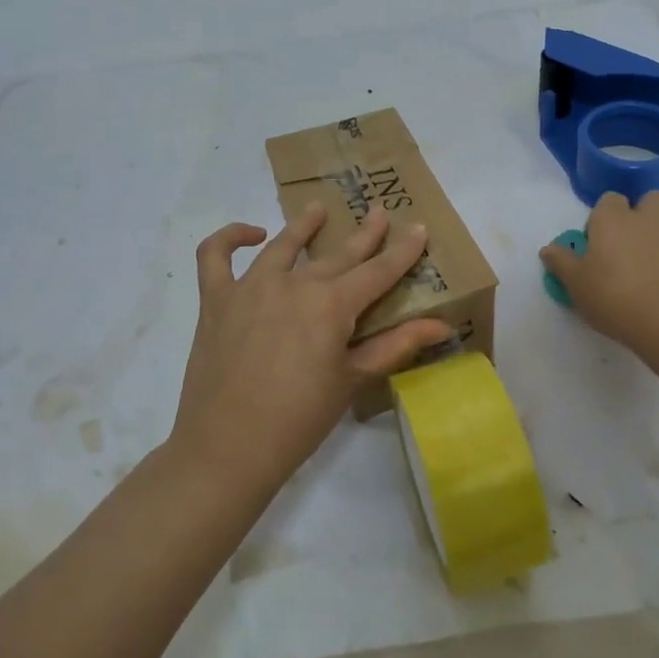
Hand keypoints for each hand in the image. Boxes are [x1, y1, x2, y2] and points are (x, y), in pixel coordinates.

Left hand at [171, 204, 452, 490]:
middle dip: (364, 234)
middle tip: (379, 212)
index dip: (402, 251)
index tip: (419, 228)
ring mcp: (250, 287)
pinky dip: (229, 238)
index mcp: (331, 305)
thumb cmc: (299, 420)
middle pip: (338, 254)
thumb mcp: (352, 380)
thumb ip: (396, 345)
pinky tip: (251, 234)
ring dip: (304, 225)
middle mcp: (293, 284)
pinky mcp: (216, 299)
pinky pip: (216, 256)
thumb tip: (442, 326)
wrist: (227, 448)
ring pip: (283, 245)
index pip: (377, 271)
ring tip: (318, 209)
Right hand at [540, 191, 658, 352]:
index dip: (603, 217)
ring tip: (648, 273)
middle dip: (642, 214)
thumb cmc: (614, 296)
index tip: (597, 242)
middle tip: (628, 246)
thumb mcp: (576, 284)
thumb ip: (561, 262)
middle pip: (650, 200)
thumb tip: (548, 249)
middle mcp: (650, 220)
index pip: (609, 200)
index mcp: (614, 220)